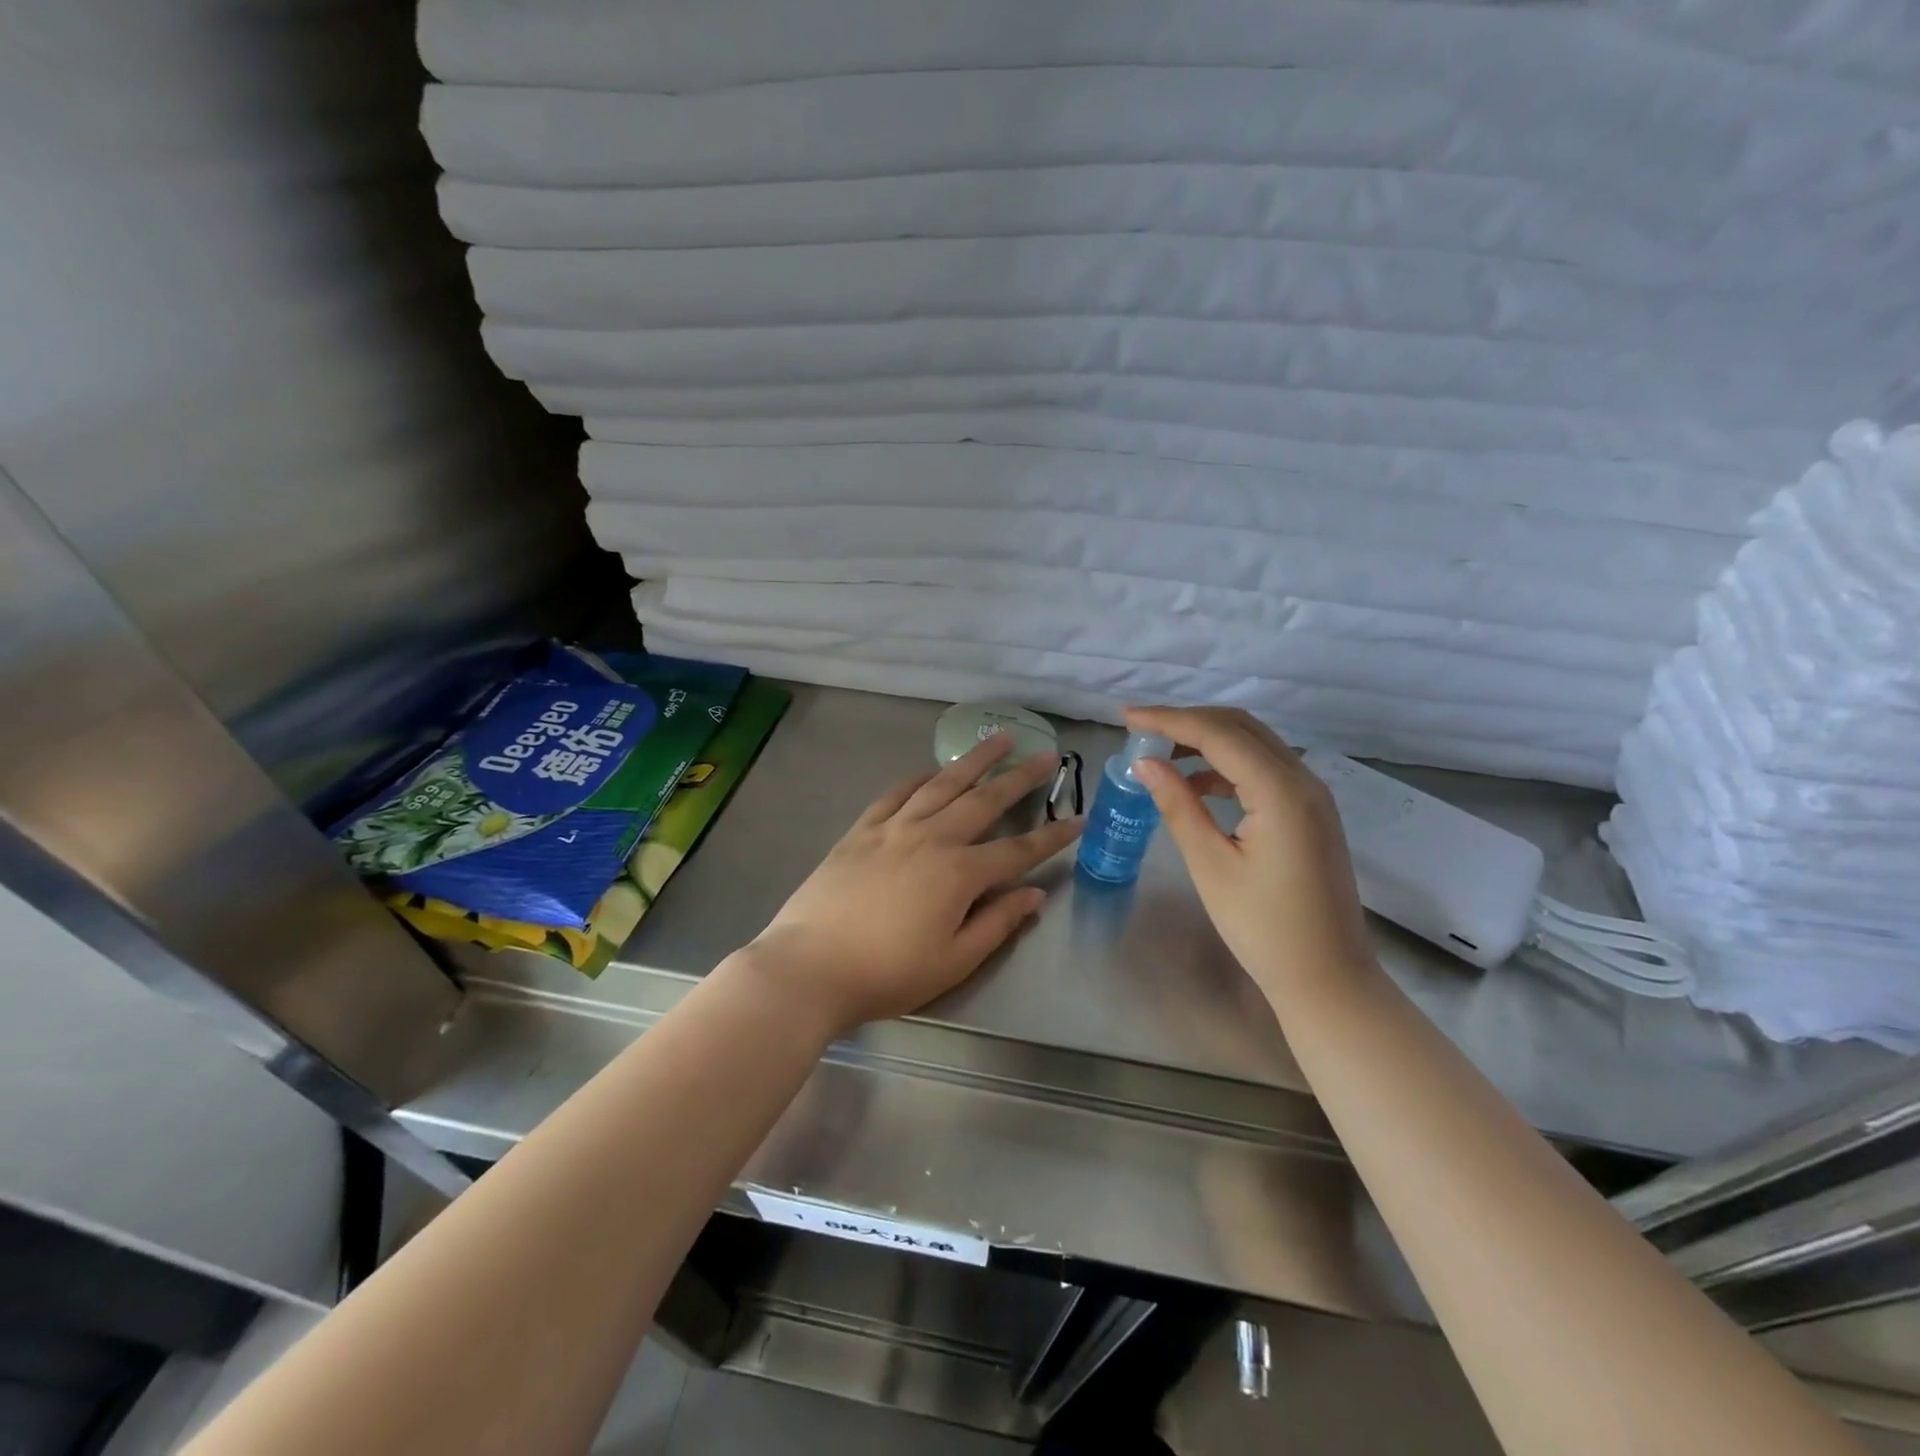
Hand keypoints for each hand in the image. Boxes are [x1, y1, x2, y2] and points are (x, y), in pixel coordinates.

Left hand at [748, 734, 1084, 1035]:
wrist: (809, 967)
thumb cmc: (887, 974)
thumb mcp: (953, 961)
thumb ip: (997, 923)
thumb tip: (1033, 895)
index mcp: (959, 873)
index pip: (1018, 850)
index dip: (1053, 836)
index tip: (1078, 818)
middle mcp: (932, 838)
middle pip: (984, 800)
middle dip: (1019, 777)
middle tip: (1045, 754)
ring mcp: (893, 828)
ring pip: (942, 784)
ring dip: (974, 760)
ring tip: (997, 739)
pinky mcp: (861, 830)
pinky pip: (896, 793)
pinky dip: (919, 777)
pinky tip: (932, 770)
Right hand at [1123, 706, 1377, 1002]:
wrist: (1328, 978)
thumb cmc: (1264, 928)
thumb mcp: (1211, 865)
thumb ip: (1178, 806)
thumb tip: (1145, 763)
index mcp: (1281, 791)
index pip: (1217, 734)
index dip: (1168, 720)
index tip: (1125, 717)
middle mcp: (1303, 780)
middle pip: (1240, 727)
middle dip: (1187, 721)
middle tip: (1140, 729)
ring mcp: (1313, 795)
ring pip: (1254, 744)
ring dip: (1207, 740)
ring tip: (1160, 753)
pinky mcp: (1310, 812)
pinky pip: (1264, 769)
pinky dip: (1227, 765)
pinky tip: (1195, 783)